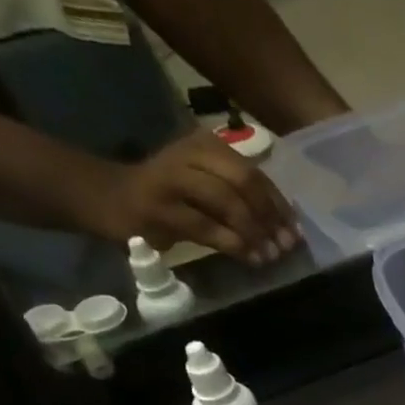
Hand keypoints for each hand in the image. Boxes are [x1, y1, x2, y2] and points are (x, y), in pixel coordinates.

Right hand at [91, 132, 299, 265]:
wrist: (109, 197)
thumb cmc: (168, 196)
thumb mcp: (205, 185)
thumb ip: (240, 197)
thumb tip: (284, 225)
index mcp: (206, 145)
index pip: (254, 173)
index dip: (280, 205)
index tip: (296, 232)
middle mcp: (190, 155)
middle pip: (244, 182)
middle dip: (270, 217)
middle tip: (286, 246)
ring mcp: (172, 180)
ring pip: (226, 202)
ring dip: (254, 232)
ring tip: (270, 256)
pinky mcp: (160, 209)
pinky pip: (206, 227)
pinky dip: (233, 244)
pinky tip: (249, 258)